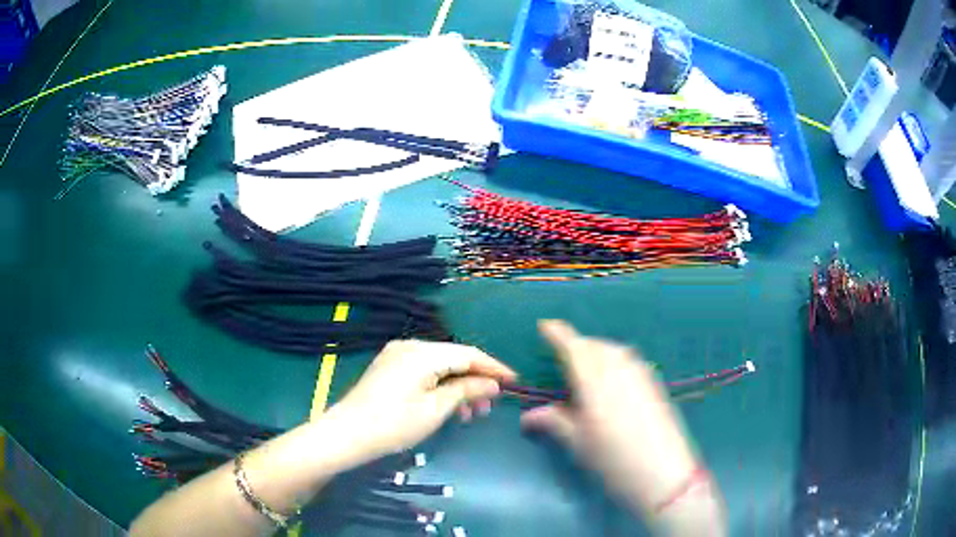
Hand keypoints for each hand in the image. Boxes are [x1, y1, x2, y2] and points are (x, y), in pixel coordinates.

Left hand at [326, 340, 516, 464]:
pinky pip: (424, 372)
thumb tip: (492, 384)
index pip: (468, 354)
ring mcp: (397, 356)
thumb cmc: (393, 424)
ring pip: (440, 366)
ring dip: (458, 386)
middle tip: (490, 407)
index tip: (515, 382)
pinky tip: (448, 407)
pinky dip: (440, 386)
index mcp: (422, 353)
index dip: (494, 367)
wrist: (346, 435)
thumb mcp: (435, 410)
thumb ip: (466, 391)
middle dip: (475, 380)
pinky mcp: (390, 368)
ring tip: (471, 414)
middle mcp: (409, 346)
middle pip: (454, 358)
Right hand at [520, 321, 704, 518]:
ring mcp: (641, 375)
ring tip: (586, 368)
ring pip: (614, 350)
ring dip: (597, 350)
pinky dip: (615, 359)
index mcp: (595, 382)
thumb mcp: (579, 444)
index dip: (558, 334)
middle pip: (594, 345)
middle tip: (562, 356)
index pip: (574, 347)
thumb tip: (529, 416)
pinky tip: (612, 379)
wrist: (664, 474)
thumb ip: (554, 422)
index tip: (545, 326)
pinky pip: (629, 359)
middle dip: (576, 345)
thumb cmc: (615, 461)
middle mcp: (619, 370)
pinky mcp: (654, 384)